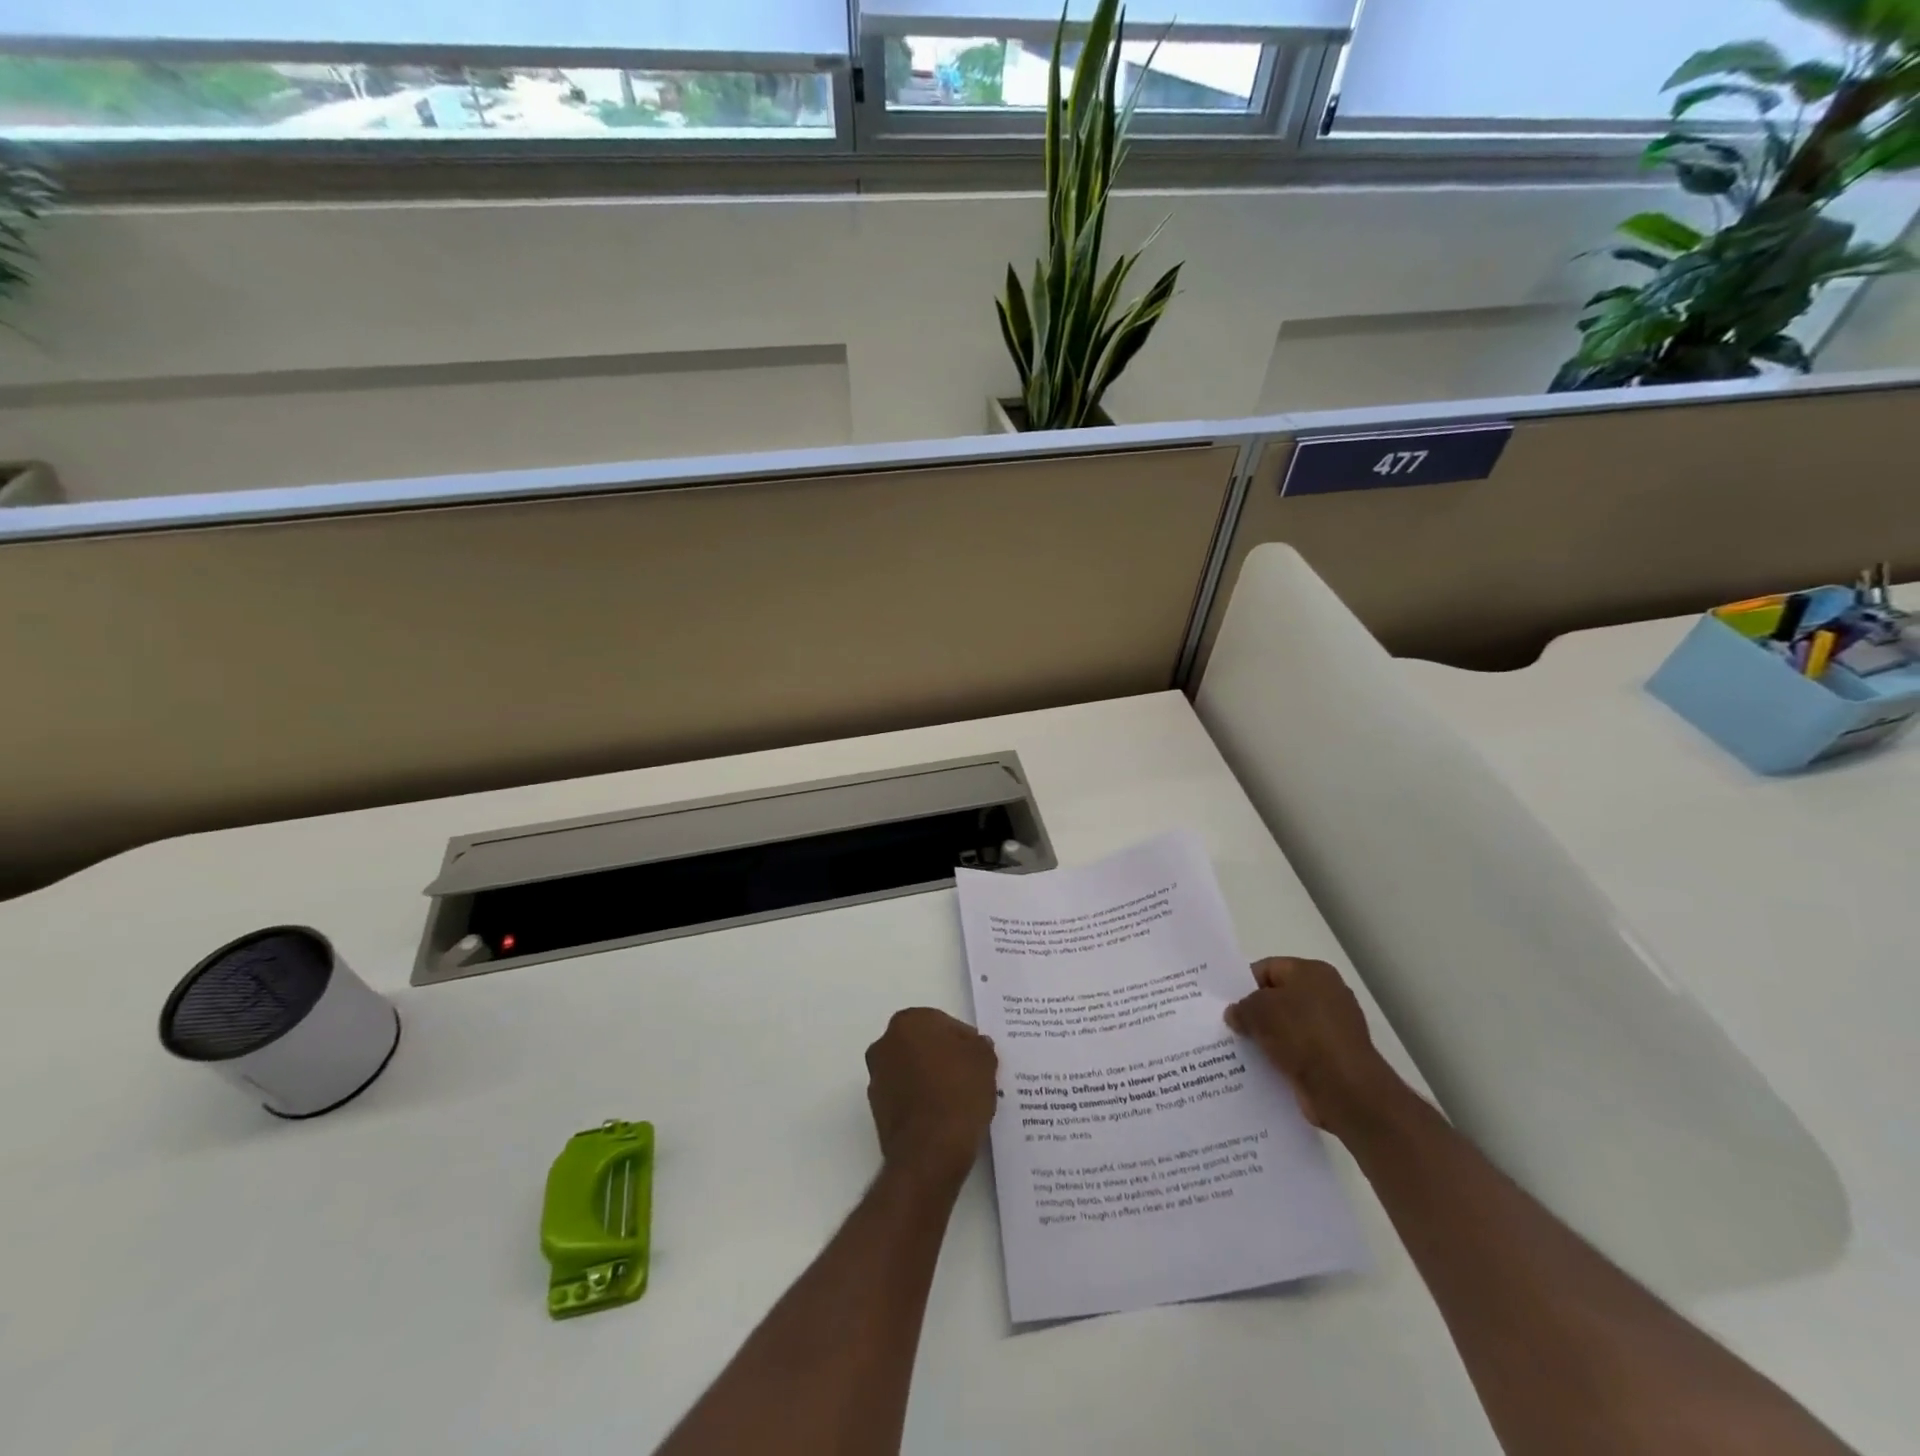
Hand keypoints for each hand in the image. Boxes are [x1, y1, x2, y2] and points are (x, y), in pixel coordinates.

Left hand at [865, 1008, 997, 1186]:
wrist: (930, 1151)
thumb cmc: (958, 1093)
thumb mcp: (984, 1060)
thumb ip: (980, 1045)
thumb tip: (976, 1045)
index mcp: (908, 1022)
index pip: (944, 1024)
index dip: (966, 1042)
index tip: (979, 1060)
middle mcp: (884, 1044)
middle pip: (924, 1045)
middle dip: (944, 1057)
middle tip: (970, 1077)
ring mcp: (876, 1078)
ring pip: (913, 1070)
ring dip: (931, 1079)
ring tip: (958, 1100)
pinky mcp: (876, 1110)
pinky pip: (906, 1096)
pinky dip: (921, 1101)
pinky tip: (942, 1116)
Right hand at [1225, 957, 1403, 1136]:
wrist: (1345, 1089)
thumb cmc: (1301, 1034)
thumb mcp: (1258, 1011)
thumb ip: (1241, 1007)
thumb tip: (1235, 1014)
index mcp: (1313, 972)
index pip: (1269, 969)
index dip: (1244, 984)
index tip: (1226, 1003)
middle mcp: (1328, 995)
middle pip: (1279, 998)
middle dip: (1255, 1012)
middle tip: (1230, 1025)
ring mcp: (1334, 1028)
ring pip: (1288, 1027)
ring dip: (1268, 1037)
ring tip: (1241, 1049)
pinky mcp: (1335, 1058)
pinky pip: (1300, 1051)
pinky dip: (1283, 1057)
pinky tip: (1263, 1066)